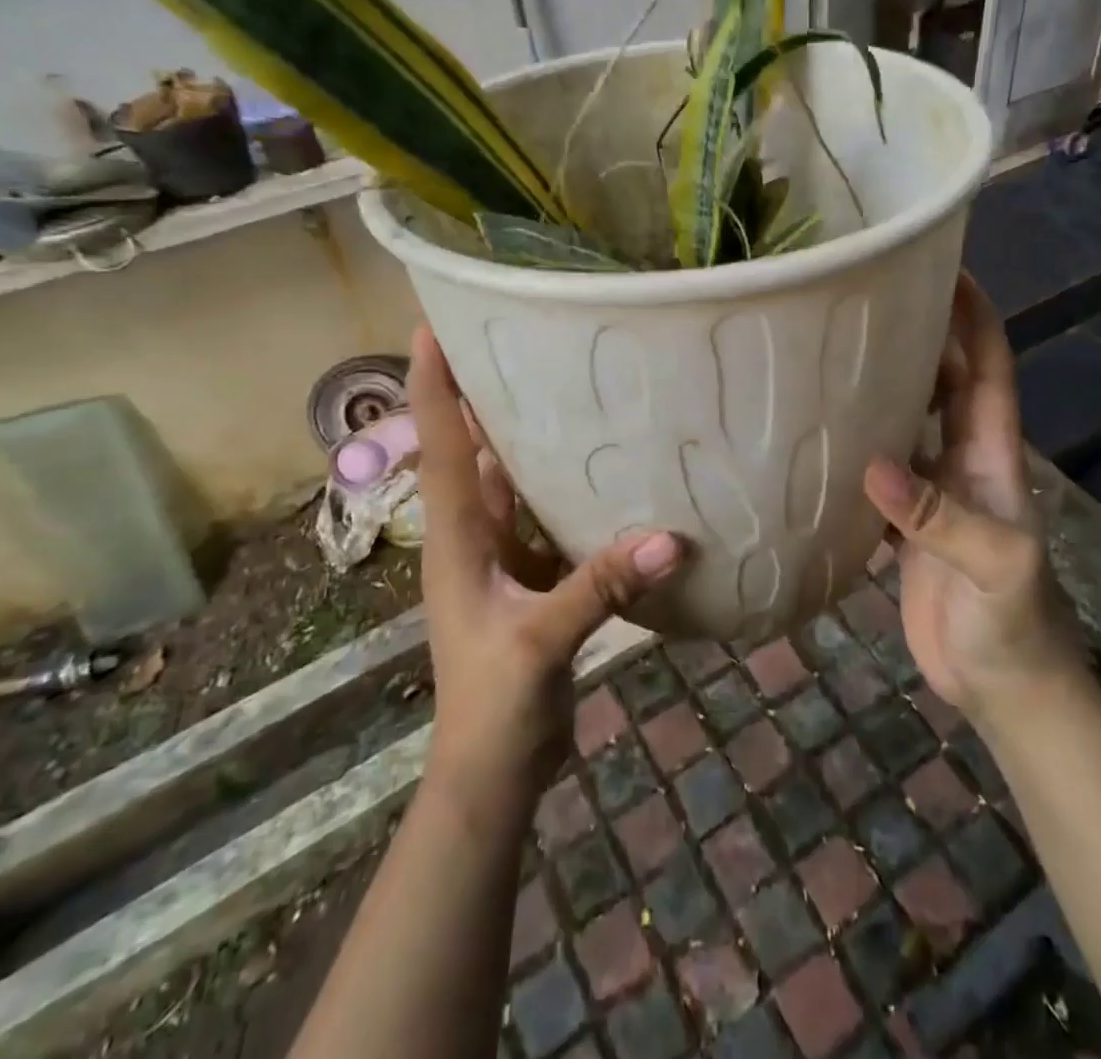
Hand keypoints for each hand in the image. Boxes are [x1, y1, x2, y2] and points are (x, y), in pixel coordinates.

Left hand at [407, 328, 683, 797]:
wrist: (494, 772)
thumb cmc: (494, 705)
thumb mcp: (540, 642)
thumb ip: (599, 587)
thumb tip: (670, 537)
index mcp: (456, 540)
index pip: (440, 448)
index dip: (433, 388)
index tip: (430, 327)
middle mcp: (472, 537)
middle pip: (471, 452)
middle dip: (483, 397)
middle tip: (515, 339)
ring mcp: (501, 559)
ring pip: (511, 482)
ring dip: (528, 440)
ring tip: (564, 387)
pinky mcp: (532, 579)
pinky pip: (546, 518)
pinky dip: (566, 490)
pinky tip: (603, 469)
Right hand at [861, 274, 1081, 726]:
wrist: (1005, 689)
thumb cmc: (1014, 624)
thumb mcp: (994, 568)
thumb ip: (939, 518)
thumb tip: (874, 466)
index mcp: (992, 454)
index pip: (988, 366)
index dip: (974, 315)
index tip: (945, 266)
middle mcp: (962, 460)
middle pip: (943, 380)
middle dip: (921, 332)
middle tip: (868, 294)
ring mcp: (932, 491)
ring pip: (907, 419)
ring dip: (882, 383)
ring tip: (832, 347)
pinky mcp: (904, 525)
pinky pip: (877, 469)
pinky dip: (854, 444)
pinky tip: (816, 431)